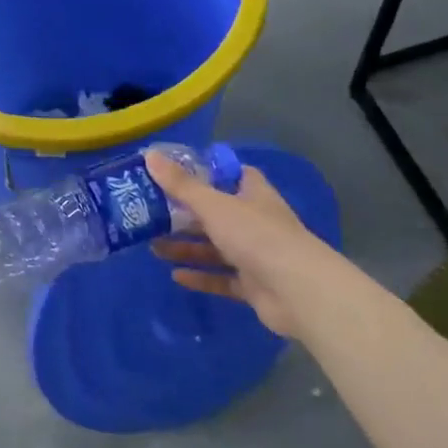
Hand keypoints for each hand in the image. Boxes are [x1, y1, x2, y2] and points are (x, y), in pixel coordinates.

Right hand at [147, 152, 342, 338]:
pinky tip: (175, 276)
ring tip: (154, 247)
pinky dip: (200, 277)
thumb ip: (181, 184)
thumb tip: (149, 155)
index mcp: (253, 195)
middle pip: (217, 214)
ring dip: (187, 247)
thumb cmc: (256, 235)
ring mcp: (256, 255)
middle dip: (185, 216)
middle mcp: (255, 222)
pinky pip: (221, 279)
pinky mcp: (254, 286)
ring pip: (216, 248)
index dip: (206, 172)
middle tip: (152, 214)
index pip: (232, 175)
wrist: (298, 291)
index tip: (176, 173)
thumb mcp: (213, 205)